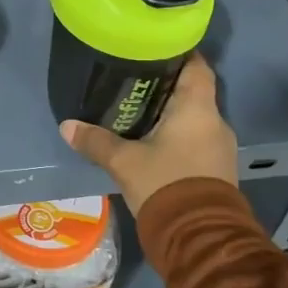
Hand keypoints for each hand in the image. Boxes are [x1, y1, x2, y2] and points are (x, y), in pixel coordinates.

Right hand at [60, 54, 236, 213]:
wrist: (199, 239)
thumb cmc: (165, 184)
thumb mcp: (124, 162)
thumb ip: (96, 141)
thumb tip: (66, 126)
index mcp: (198, 108)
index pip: (197, 66)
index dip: (179, 53)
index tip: (155, 48)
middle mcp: (216, 121)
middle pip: (194, 91)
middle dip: (167, 85)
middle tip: (136, 80)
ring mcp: (221, 148)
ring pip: (196, 118)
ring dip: (173, 114)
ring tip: (140, 111)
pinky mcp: (218, 170)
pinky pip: (197, 140)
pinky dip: (179, 135)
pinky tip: (154, 142)